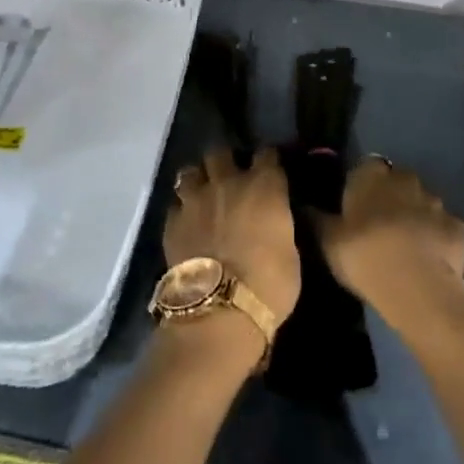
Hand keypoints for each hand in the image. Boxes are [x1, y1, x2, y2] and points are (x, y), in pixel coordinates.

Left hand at [164, 146, 300, 322]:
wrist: (220, 310)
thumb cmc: (269, 284)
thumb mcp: (290, 253)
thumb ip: (279, 226)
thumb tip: (273, 222)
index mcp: (264, 186)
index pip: (267, 154)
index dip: (267, 159)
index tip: (269, 168)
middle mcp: (228, 182)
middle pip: (220, 152)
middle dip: (225, 161)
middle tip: (229, 177)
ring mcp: (196, 199)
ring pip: (190, 171)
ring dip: (198, 180)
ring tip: (202, 195)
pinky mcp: (173, 221)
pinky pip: (175, 205)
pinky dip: (181, 211)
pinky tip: (186, 223)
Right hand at [315, 156, 463, 336]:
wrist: (417, 286)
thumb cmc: (364, 255)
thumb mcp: (328, 241)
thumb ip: (317, 219)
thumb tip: (304, 205)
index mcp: (371, 176)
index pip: (365, 168)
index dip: (361, 186)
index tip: (355, 208)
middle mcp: (405, 179)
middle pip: (397, 182)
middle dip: (391, 198)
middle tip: (379, 228)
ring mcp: (436, 202)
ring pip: (423, 203)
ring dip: (416, 217)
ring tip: (405, 247)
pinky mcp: (458, 227)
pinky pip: (445, 228)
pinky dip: (438, 239)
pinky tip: (431, 260)